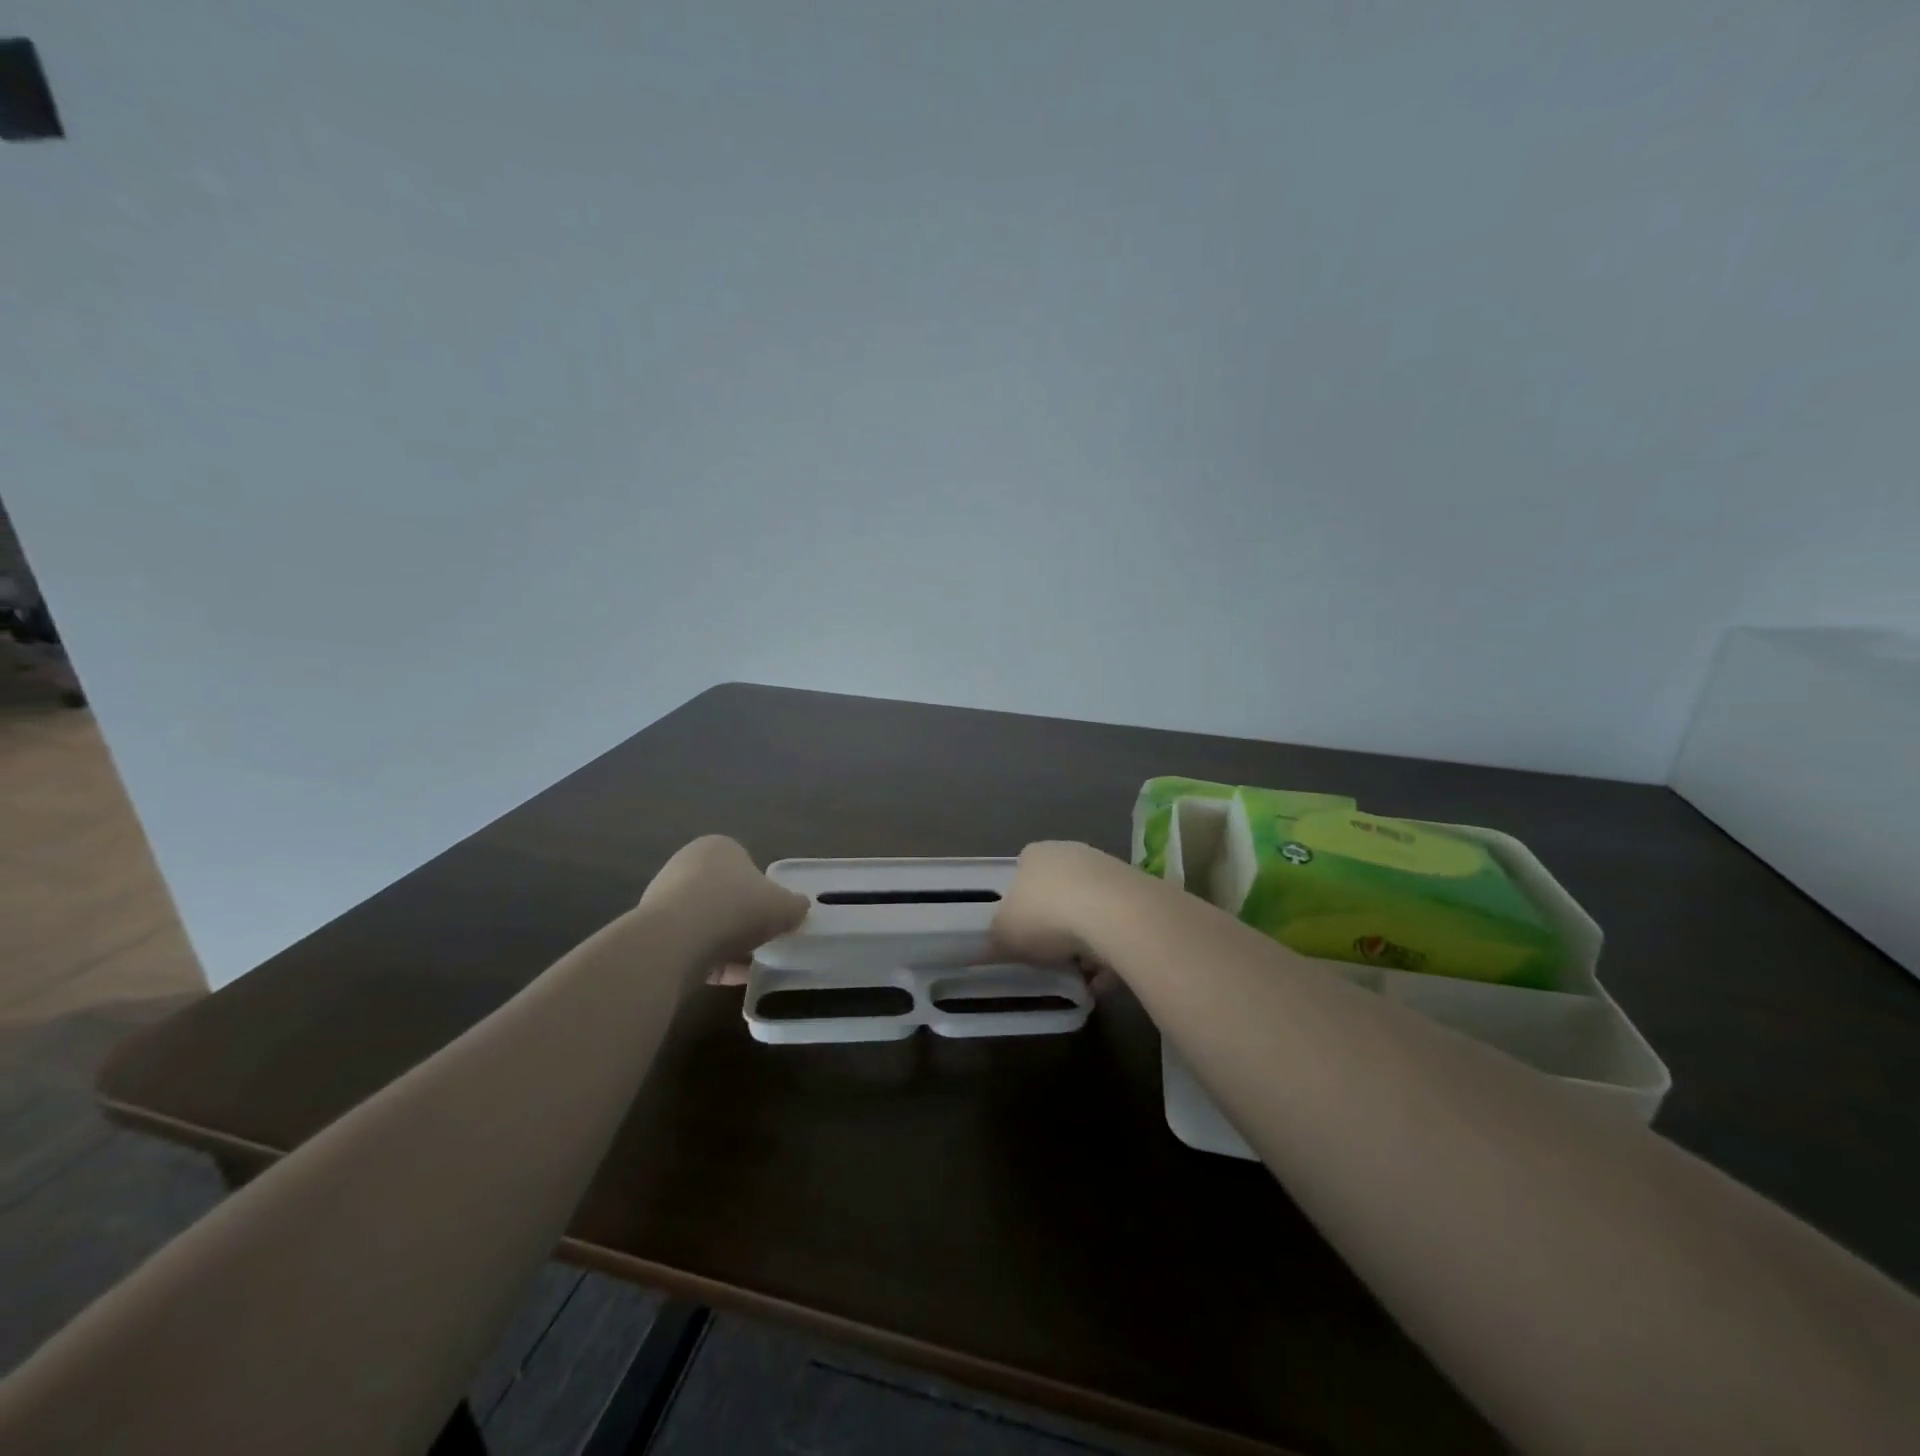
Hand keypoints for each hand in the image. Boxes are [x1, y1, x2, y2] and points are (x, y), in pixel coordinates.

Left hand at [639, 836, 808, 968]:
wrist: (674, 942)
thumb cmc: (735, 908)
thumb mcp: (784, 907)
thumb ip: (796, 906)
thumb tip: (798, 908)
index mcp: (719, 847)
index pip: (747, 865)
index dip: (764, 891)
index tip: (774, 915)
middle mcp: (687, 864)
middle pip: (725, 893)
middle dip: (742, 917)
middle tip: (762, 939)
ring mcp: (664, 898)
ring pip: (706, 921)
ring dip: (726, 942)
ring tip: (748, 965)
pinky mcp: (652, 931)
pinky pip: (690, 945)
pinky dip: (709, 960)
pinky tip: (728, 979)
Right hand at [990, 841, 1126, 983]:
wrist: (1114, 914)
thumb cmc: (1046, 916)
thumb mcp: (1004, 934)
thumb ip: (996, 939)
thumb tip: (993, 945)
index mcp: (1035, 856)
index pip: (1023, 874)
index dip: (1021, 906)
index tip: (1023, 935)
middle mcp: (1071, 853)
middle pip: (1059, 893)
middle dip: (1056, 926)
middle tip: (1051, 957)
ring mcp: (1108, 869)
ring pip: (1091, 911)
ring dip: (1086, 943)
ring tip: (1082, 976)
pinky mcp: (1138, 892)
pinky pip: (1118, 928)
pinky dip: (1112, 953)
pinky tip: (1106, 980)